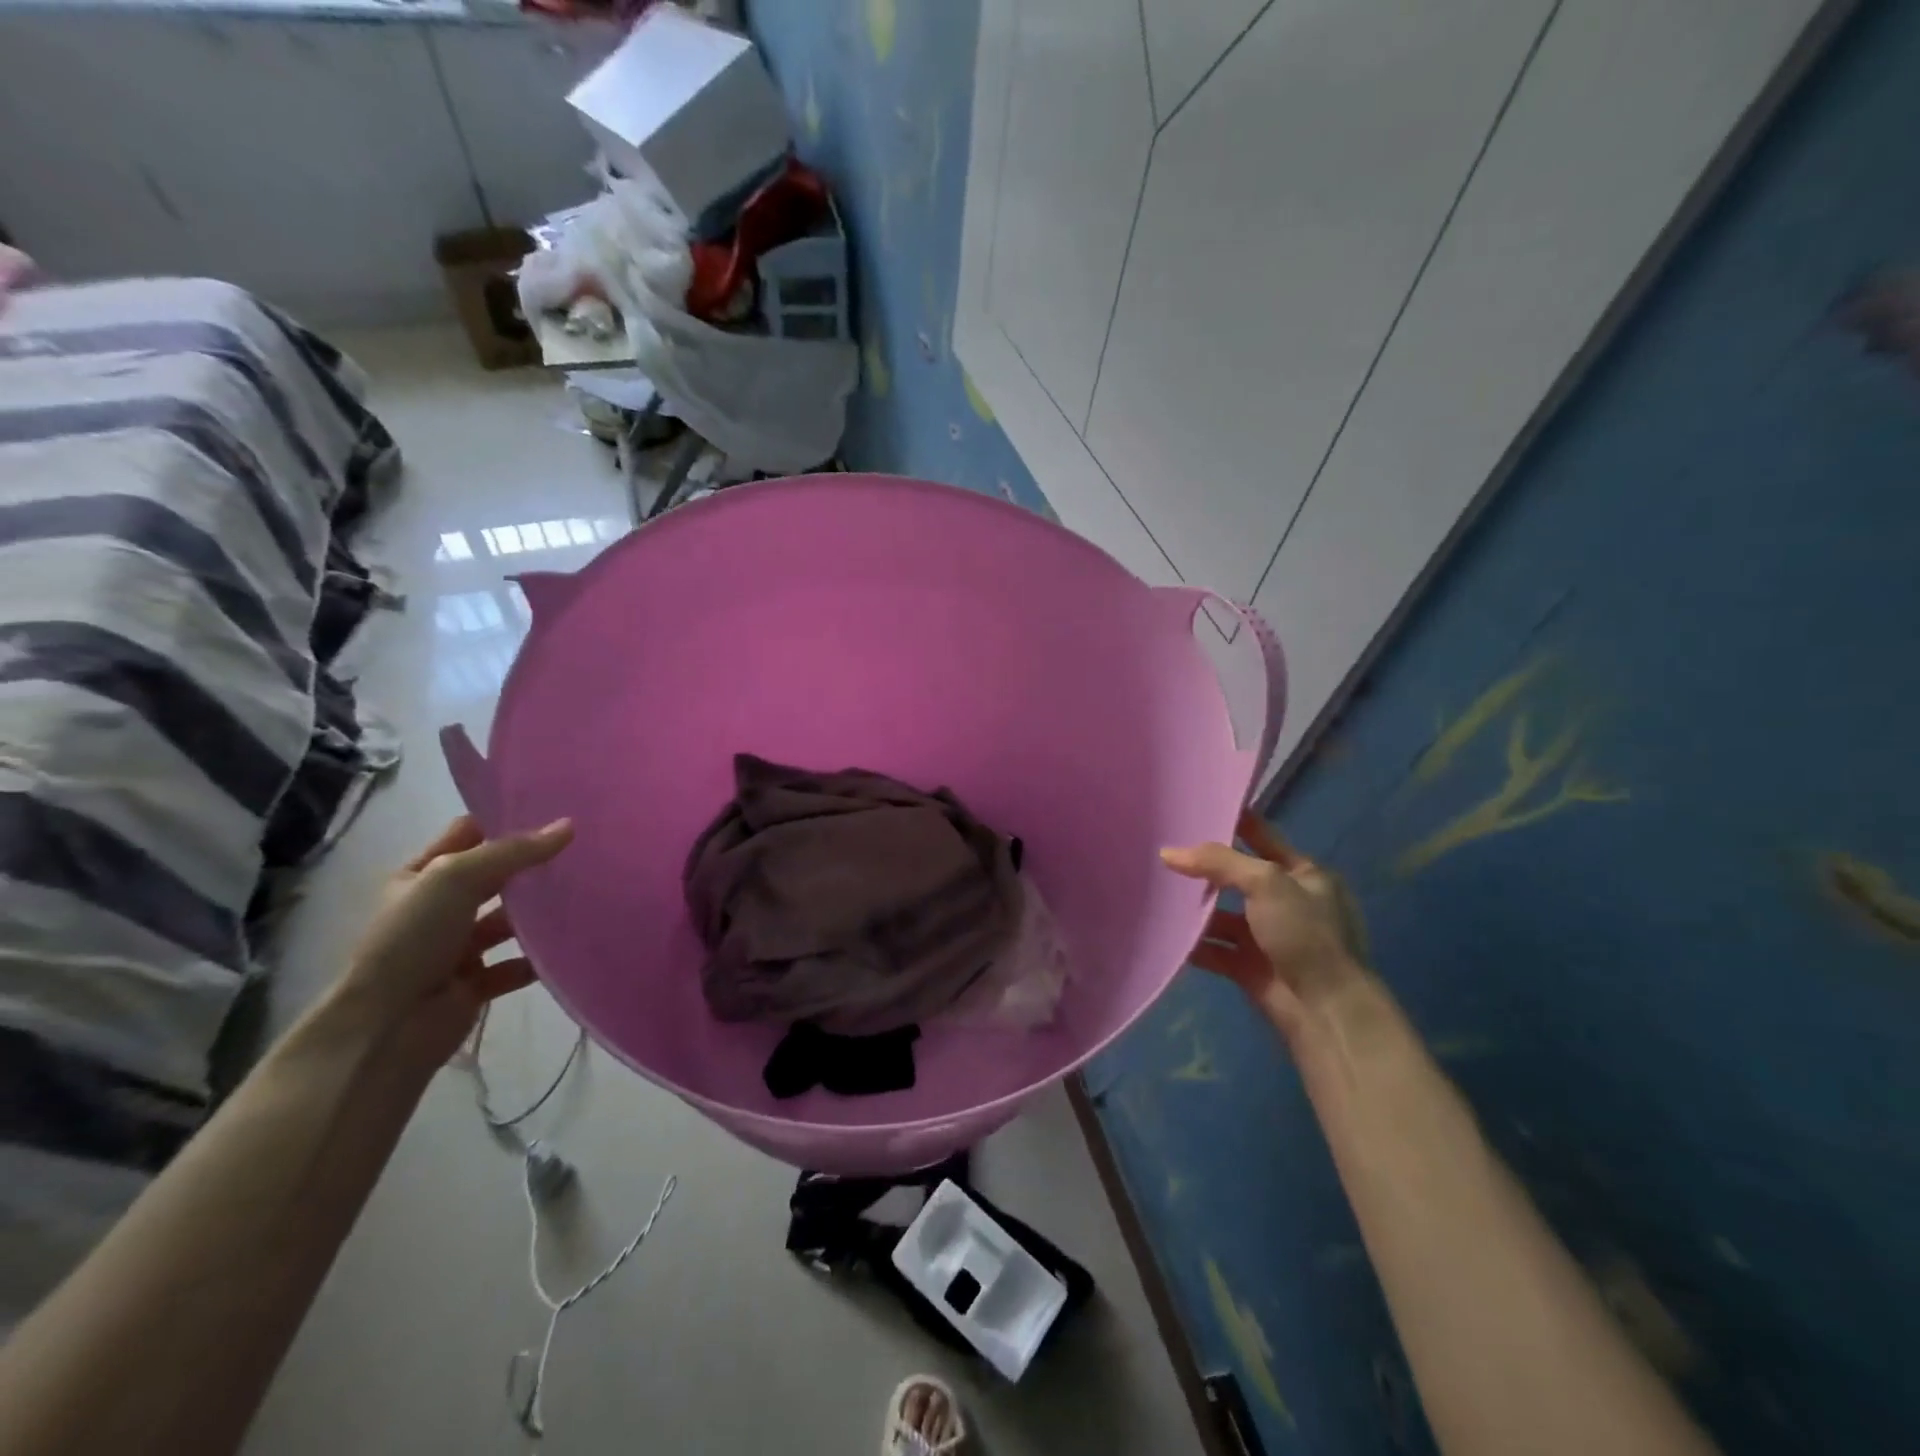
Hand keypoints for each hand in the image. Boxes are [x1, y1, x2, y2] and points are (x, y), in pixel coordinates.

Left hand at [333, 815, 573, 1064]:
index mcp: (420, 876)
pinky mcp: (475, 983)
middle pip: (494, 877)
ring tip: (586, 894)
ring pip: (508, 921)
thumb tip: (569, 826)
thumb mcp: (456, 877)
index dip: (504, 821)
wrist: (386, 1025)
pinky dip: (540, 958)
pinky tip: (571, 944)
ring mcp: (457, 947)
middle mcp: (438, 908)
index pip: (468, 835)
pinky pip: (516, 965)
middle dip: (530, 865)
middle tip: (582, 849)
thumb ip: (514, 851)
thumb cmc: (412, 938)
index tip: (554, 810)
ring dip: (539, 913)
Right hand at [1161, 811, 1369, 1046]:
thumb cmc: (1305, 934)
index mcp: (1304, 874)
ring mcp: (1267, 936)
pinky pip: (1214, 949)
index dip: (1232, 822)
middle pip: (1236, 877)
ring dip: (1193, 908)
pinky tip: (1163, 932)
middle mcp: (1286, 902)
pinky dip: (1192, 943)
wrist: (1326, 1011)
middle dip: (1204, 868)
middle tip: (1161, 850)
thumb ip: (1218, 862)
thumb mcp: (1266, 883)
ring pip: (1222, 915)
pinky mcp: (1250, 967)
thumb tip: (1168, 852)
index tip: (1195, 807)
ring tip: (1154, 891)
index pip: (1262, 837)